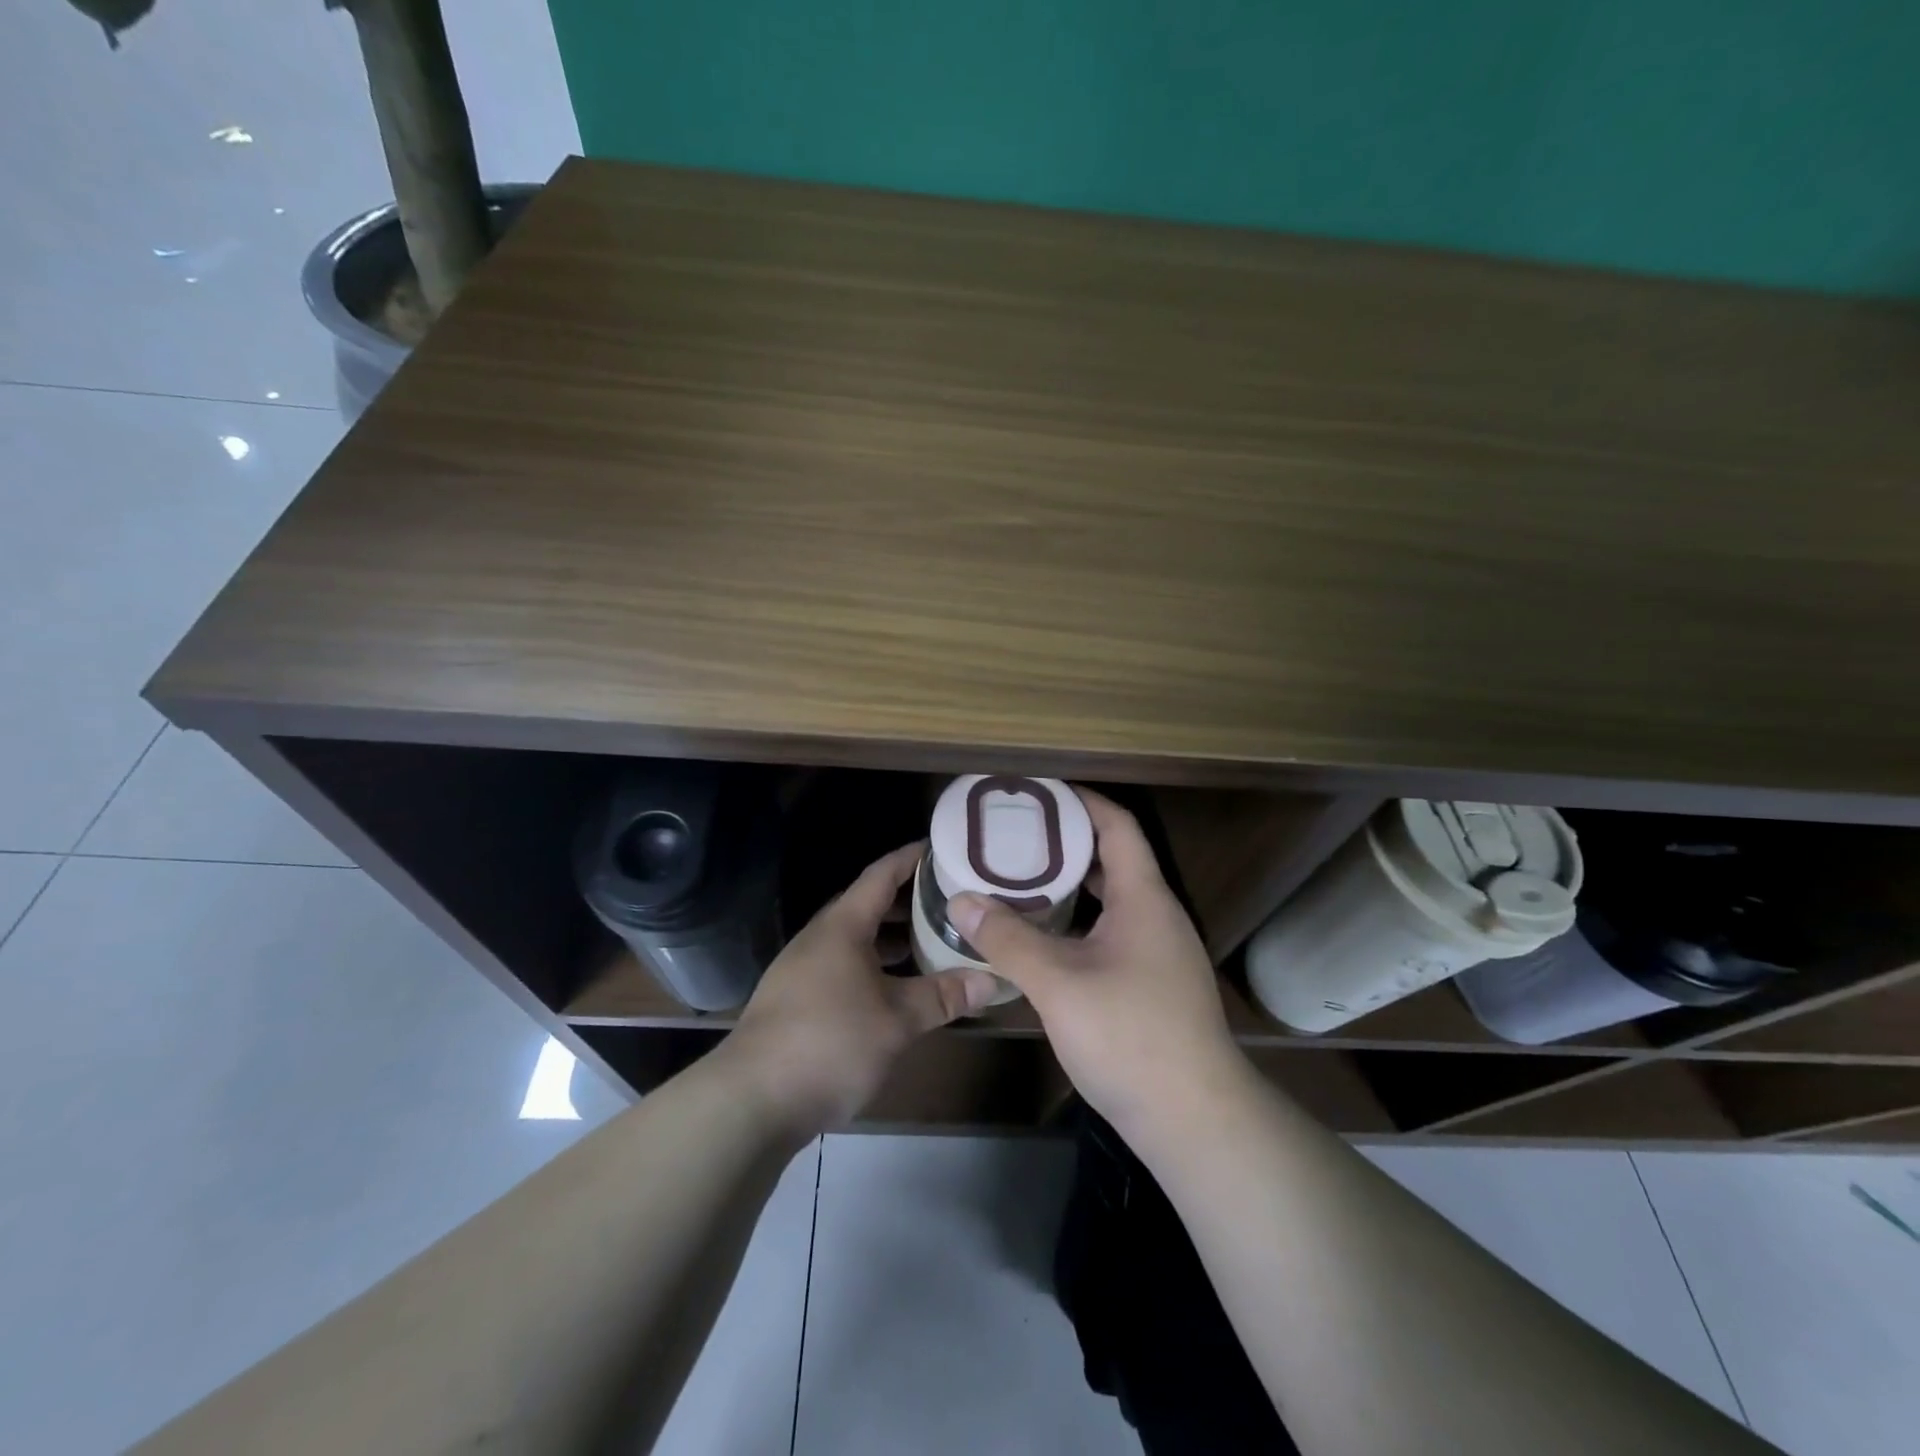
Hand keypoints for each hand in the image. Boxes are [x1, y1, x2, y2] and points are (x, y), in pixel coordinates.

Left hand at [723, 842, 999, 1135]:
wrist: (752, 1101)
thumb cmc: (830, 1043)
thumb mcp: (897, 1020)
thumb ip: (943, 996)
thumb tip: (992, 979)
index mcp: (843, 926)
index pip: (881, 874)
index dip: (912, 858)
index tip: (943, 848)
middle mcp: (821, 938)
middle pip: (870, 904)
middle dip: (910, 899)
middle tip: (952, 900)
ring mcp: (805, 969)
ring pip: (858, 939)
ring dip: (893, 937)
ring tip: (934, 941)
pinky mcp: (798, 1000)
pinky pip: (846, 965)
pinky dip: (877, 965)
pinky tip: (898, 988)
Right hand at [948, 791, 1246, 1143]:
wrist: (1195, 1119)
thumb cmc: (1129, 1036)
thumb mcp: (1058, 983)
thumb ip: (1008, 938)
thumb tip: (961, 900)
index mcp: (1143, 898)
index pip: (1116, 826)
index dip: (1080, 801)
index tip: (1038, 791)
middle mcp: (1156, 915)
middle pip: (1112, 859)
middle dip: (1065, 843)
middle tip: (1014, 837)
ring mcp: (1158, 952)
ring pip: (1111, 900)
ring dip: (1070, 886)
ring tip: (1019, 880)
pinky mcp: (1152, 984)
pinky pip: (1111, 932)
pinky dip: (1078, 923)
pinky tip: (1042, 938)